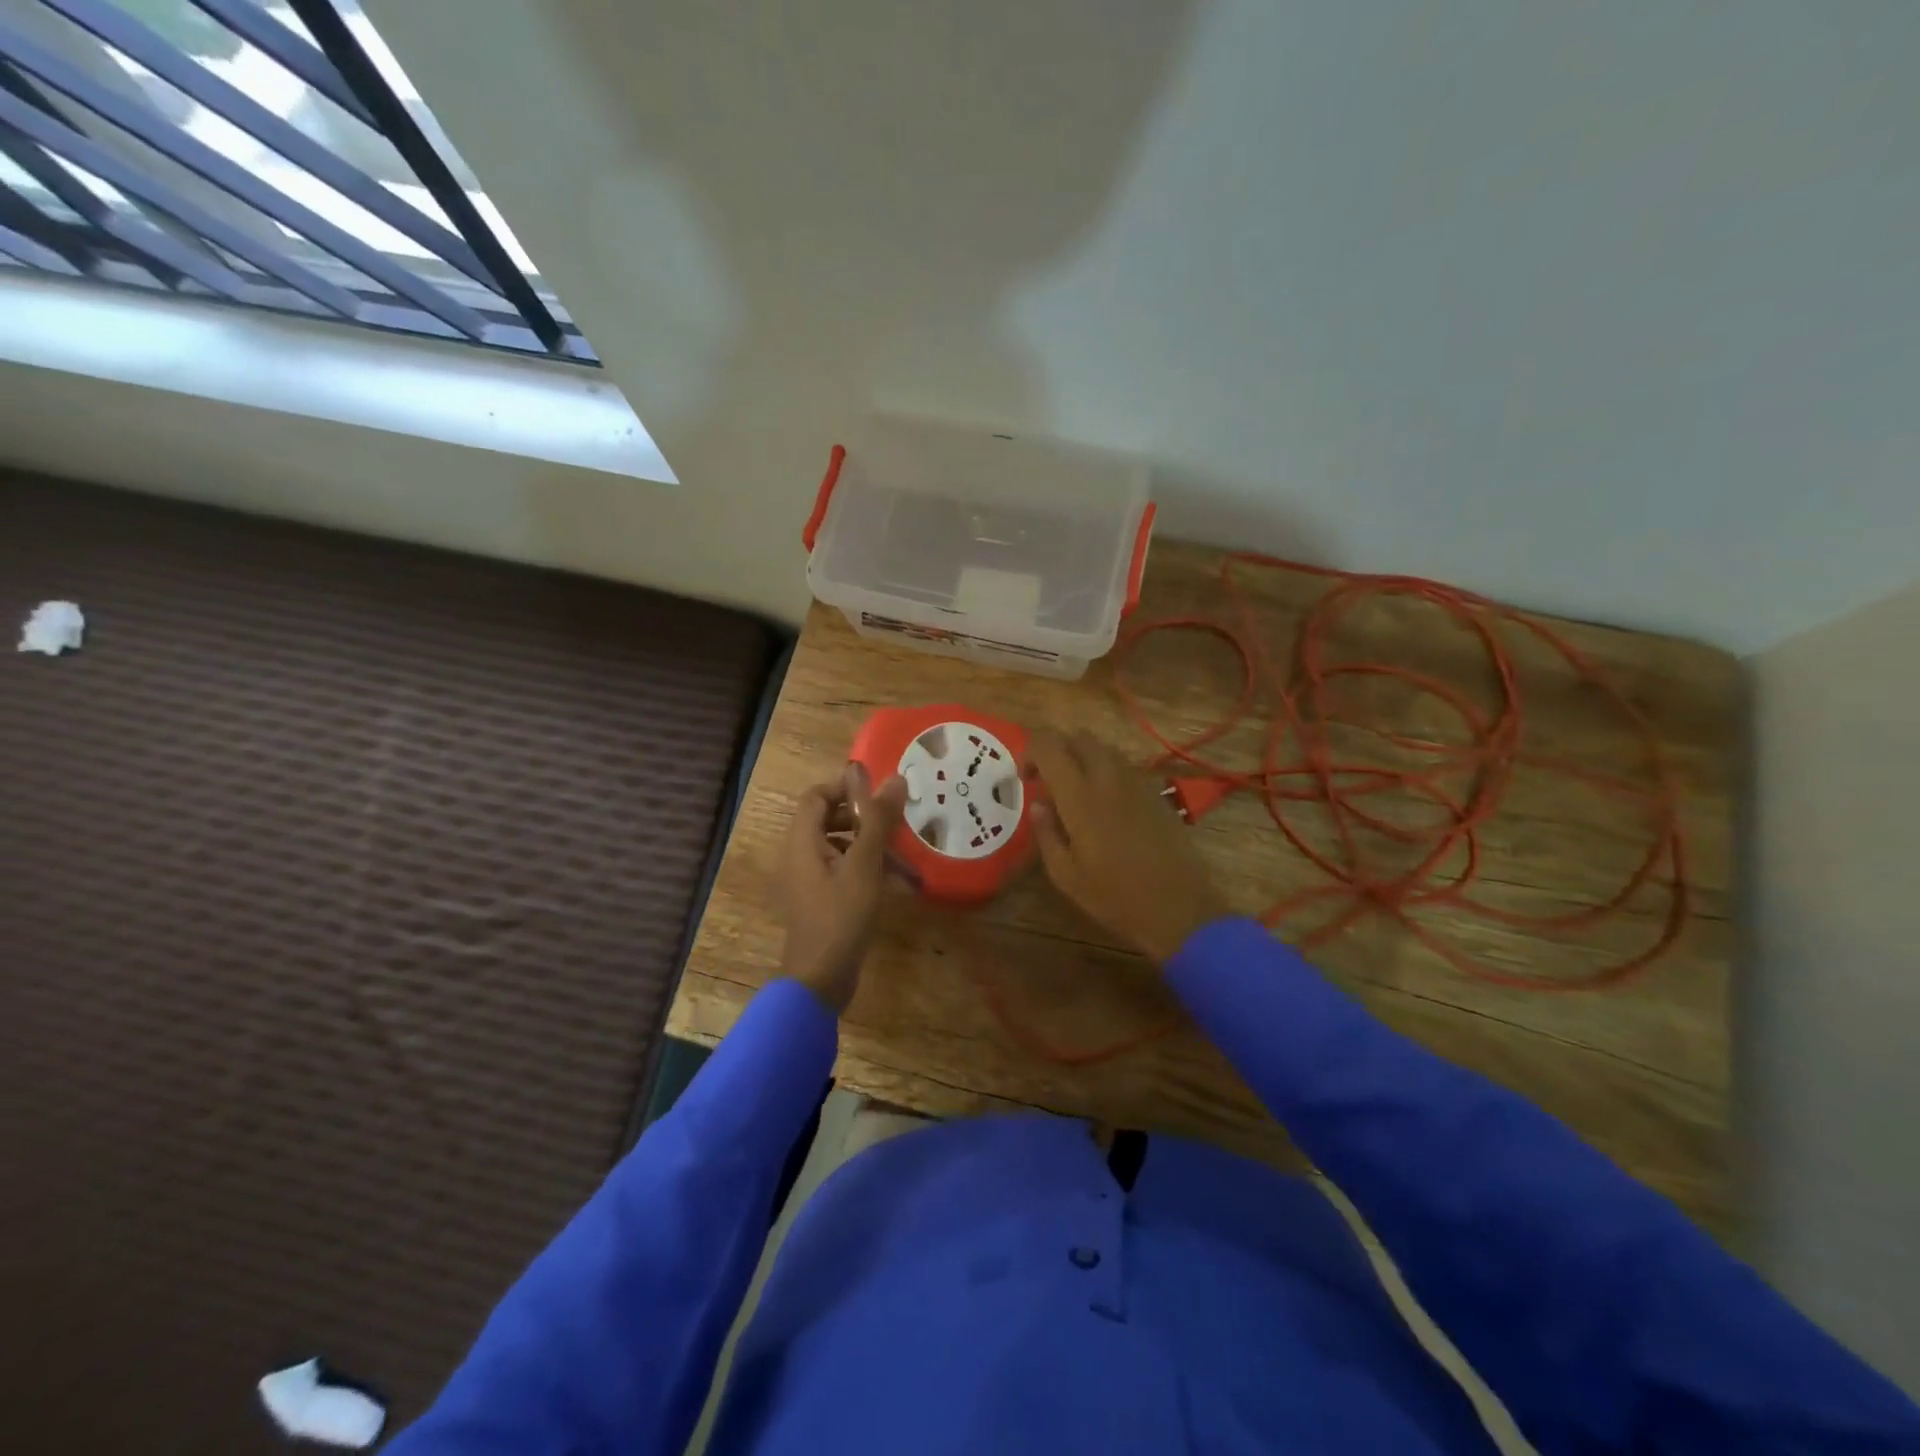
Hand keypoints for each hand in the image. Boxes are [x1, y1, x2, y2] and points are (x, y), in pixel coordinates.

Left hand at [778, 763, 908, 1012]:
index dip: (846, 786)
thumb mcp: (865, 864)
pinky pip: (843, 870)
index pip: (817, 795)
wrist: (821, 978)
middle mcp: (800, 855)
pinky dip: (867, 868)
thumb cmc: (840, 915)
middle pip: (829, 819)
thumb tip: (894, 778)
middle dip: (864, 816)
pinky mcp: (821, 900)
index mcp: (802, 840)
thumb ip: (878, 820)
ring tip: (904, 850)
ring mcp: (809, 880)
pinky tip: (898, 880)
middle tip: (897, 817)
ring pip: (840, 846)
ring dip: (870, 843)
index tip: (880, 790)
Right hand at [1027, 730, 1228, 964]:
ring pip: (1104, 748)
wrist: (1180, 908)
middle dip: (1057, 749)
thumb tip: (1037, 805)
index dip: (1030, 752)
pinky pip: (1124, 766)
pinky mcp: (1156, 793)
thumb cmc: (1115, 898)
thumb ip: (1046, 834)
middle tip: (1046, 780)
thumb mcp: (1066, 876)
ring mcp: (1137, 783)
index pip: (1050, 747)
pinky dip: (1105, 771)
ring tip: (1074, 791)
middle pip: (1079, 738)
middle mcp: (1109, 779)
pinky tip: (1104, 804)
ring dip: (1082, 758)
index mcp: (1081, 798)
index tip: (1024, 778)